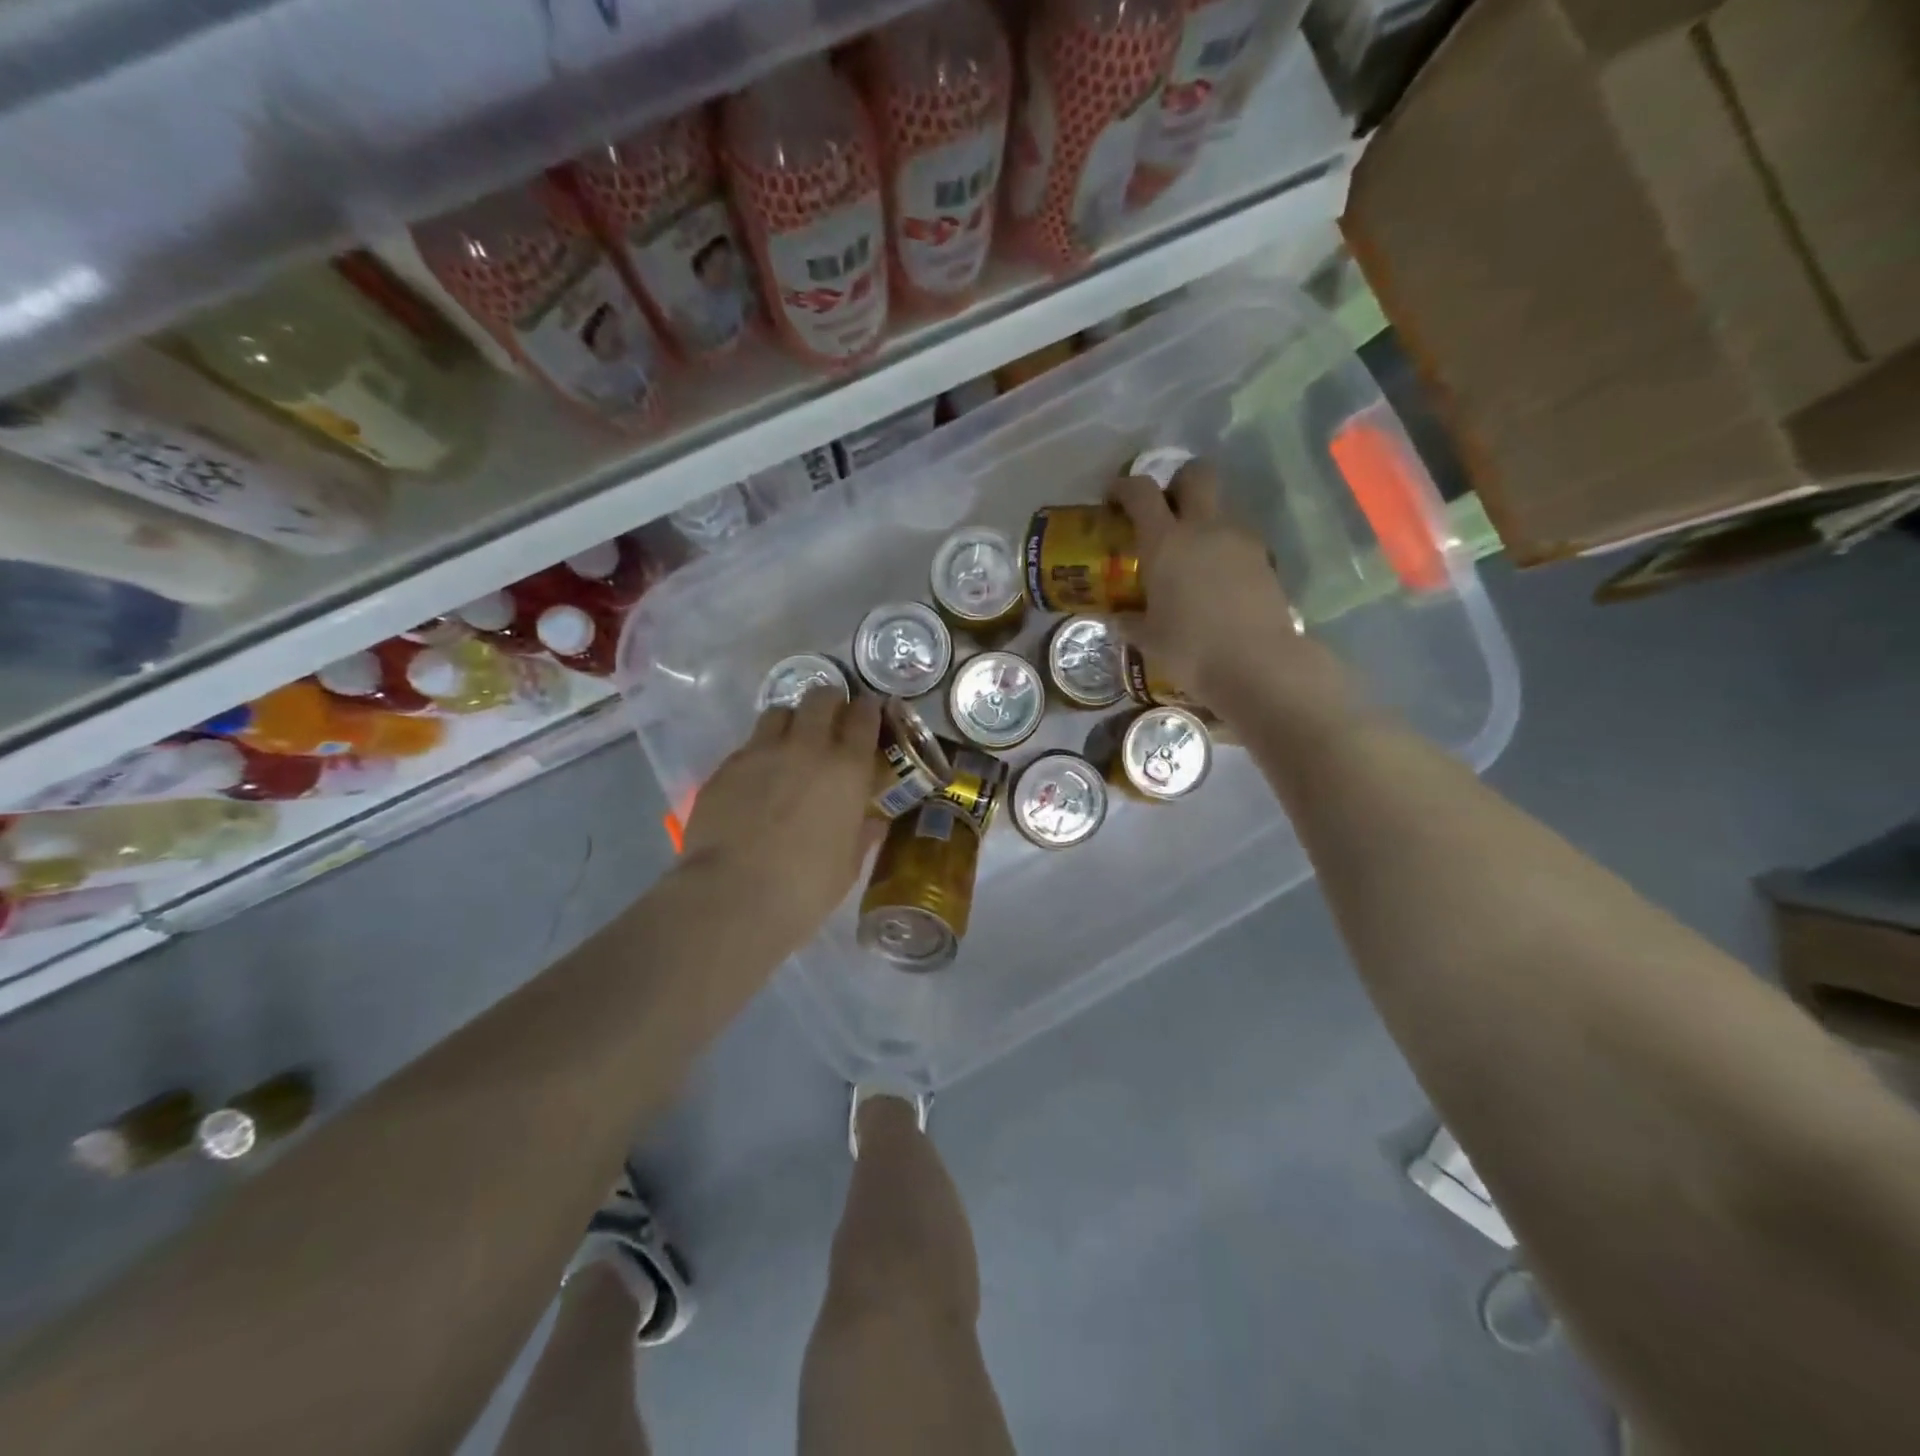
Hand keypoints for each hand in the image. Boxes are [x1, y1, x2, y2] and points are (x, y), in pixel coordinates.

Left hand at [680, 691, 883, 946]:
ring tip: (791, 743)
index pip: (864, 716)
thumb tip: (872, 821)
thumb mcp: (848, 865)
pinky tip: (757, 778)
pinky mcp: (727, 766)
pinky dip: (760, 752)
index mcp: (847, 769)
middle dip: (830, 702)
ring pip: (780, 712)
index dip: (868, 709)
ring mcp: (761, 752)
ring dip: (792, 721)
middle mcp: (807, 747)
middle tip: (831, 722)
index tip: (869, 713)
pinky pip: (749, 744)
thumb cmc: (805, 888)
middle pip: (820, 698)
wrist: (733, 895)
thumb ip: (862, 834)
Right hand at [1111, 458, 1323, 711]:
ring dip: (1204, 519)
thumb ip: (1130, 622)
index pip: (1141, 492)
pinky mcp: (1265, 559)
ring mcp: (1240, 540)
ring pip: (1221, 508)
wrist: (1258, 665)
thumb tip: (1118, 618)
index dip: (1124, 487)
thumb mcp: (1149, 639)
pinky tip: (1216, 581)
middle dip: (1178, 482)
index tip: (1113, 499)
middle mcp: (1204, 528)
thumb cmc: (1191, 650)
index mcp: (1166, 541)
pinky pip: (1238, 539)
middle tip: (1165, 510)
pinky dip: (1224, 548)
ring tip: (1191, 557)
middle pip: (1196, 474)